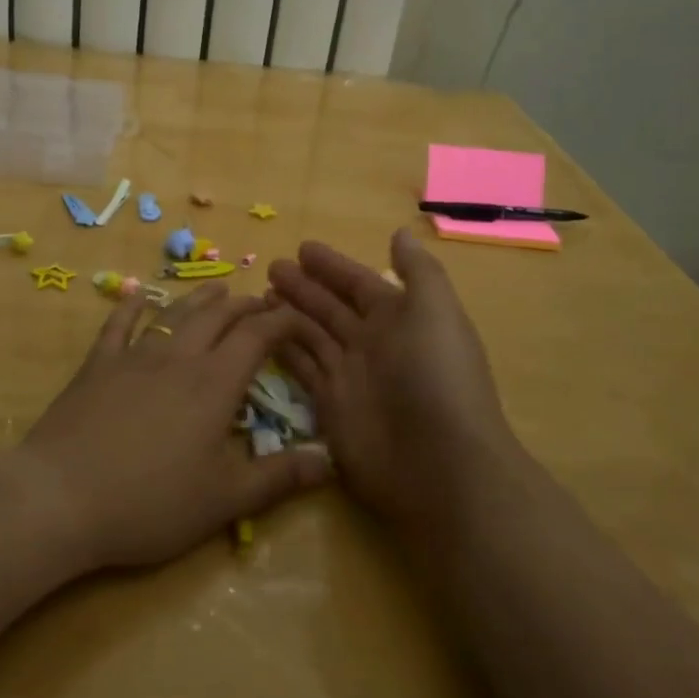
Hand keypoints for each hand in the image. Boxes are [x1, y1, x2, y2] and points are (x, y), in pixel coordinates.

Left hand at [17, 285, 334, 570]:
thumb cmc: (149, 503)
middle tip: (262, 303)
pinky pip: (118, 324)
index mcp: (214, 384)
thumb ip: (279, 478)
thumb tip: (330, 461)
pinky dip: (131, 306)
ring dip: (200, 299)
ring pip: (175, 313)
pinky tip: (136, 295)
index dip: (282, 320)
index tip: (298, 316)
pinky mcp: (97, 365)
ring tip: (218, 290)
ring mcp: (134, 356)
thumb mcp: (223, 500)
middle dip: (245, 306)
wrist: (59, 498)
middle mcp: (178, 357)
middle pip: (218, 317)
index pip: (257, 336)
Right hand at [268, 230, 515, 529]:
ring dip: (289, 315)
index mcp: (401, 318)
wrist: (440, 465)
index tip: (302, 248)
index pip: (360, 283)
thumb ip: (418, 271)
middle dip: (304, 286)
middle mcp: (374, 344)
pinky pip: (303, 369)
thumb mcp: (435, 311)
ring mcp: (351, 376)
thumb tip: (401, 233)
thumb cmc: (436, 377)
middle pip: (332, 307)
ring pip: (313, 335)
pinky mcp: (330, 407)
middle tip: (271, 267)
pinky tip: (260, 336)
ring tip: (259, 297)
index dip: (334, 266)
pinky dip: (284, 351)